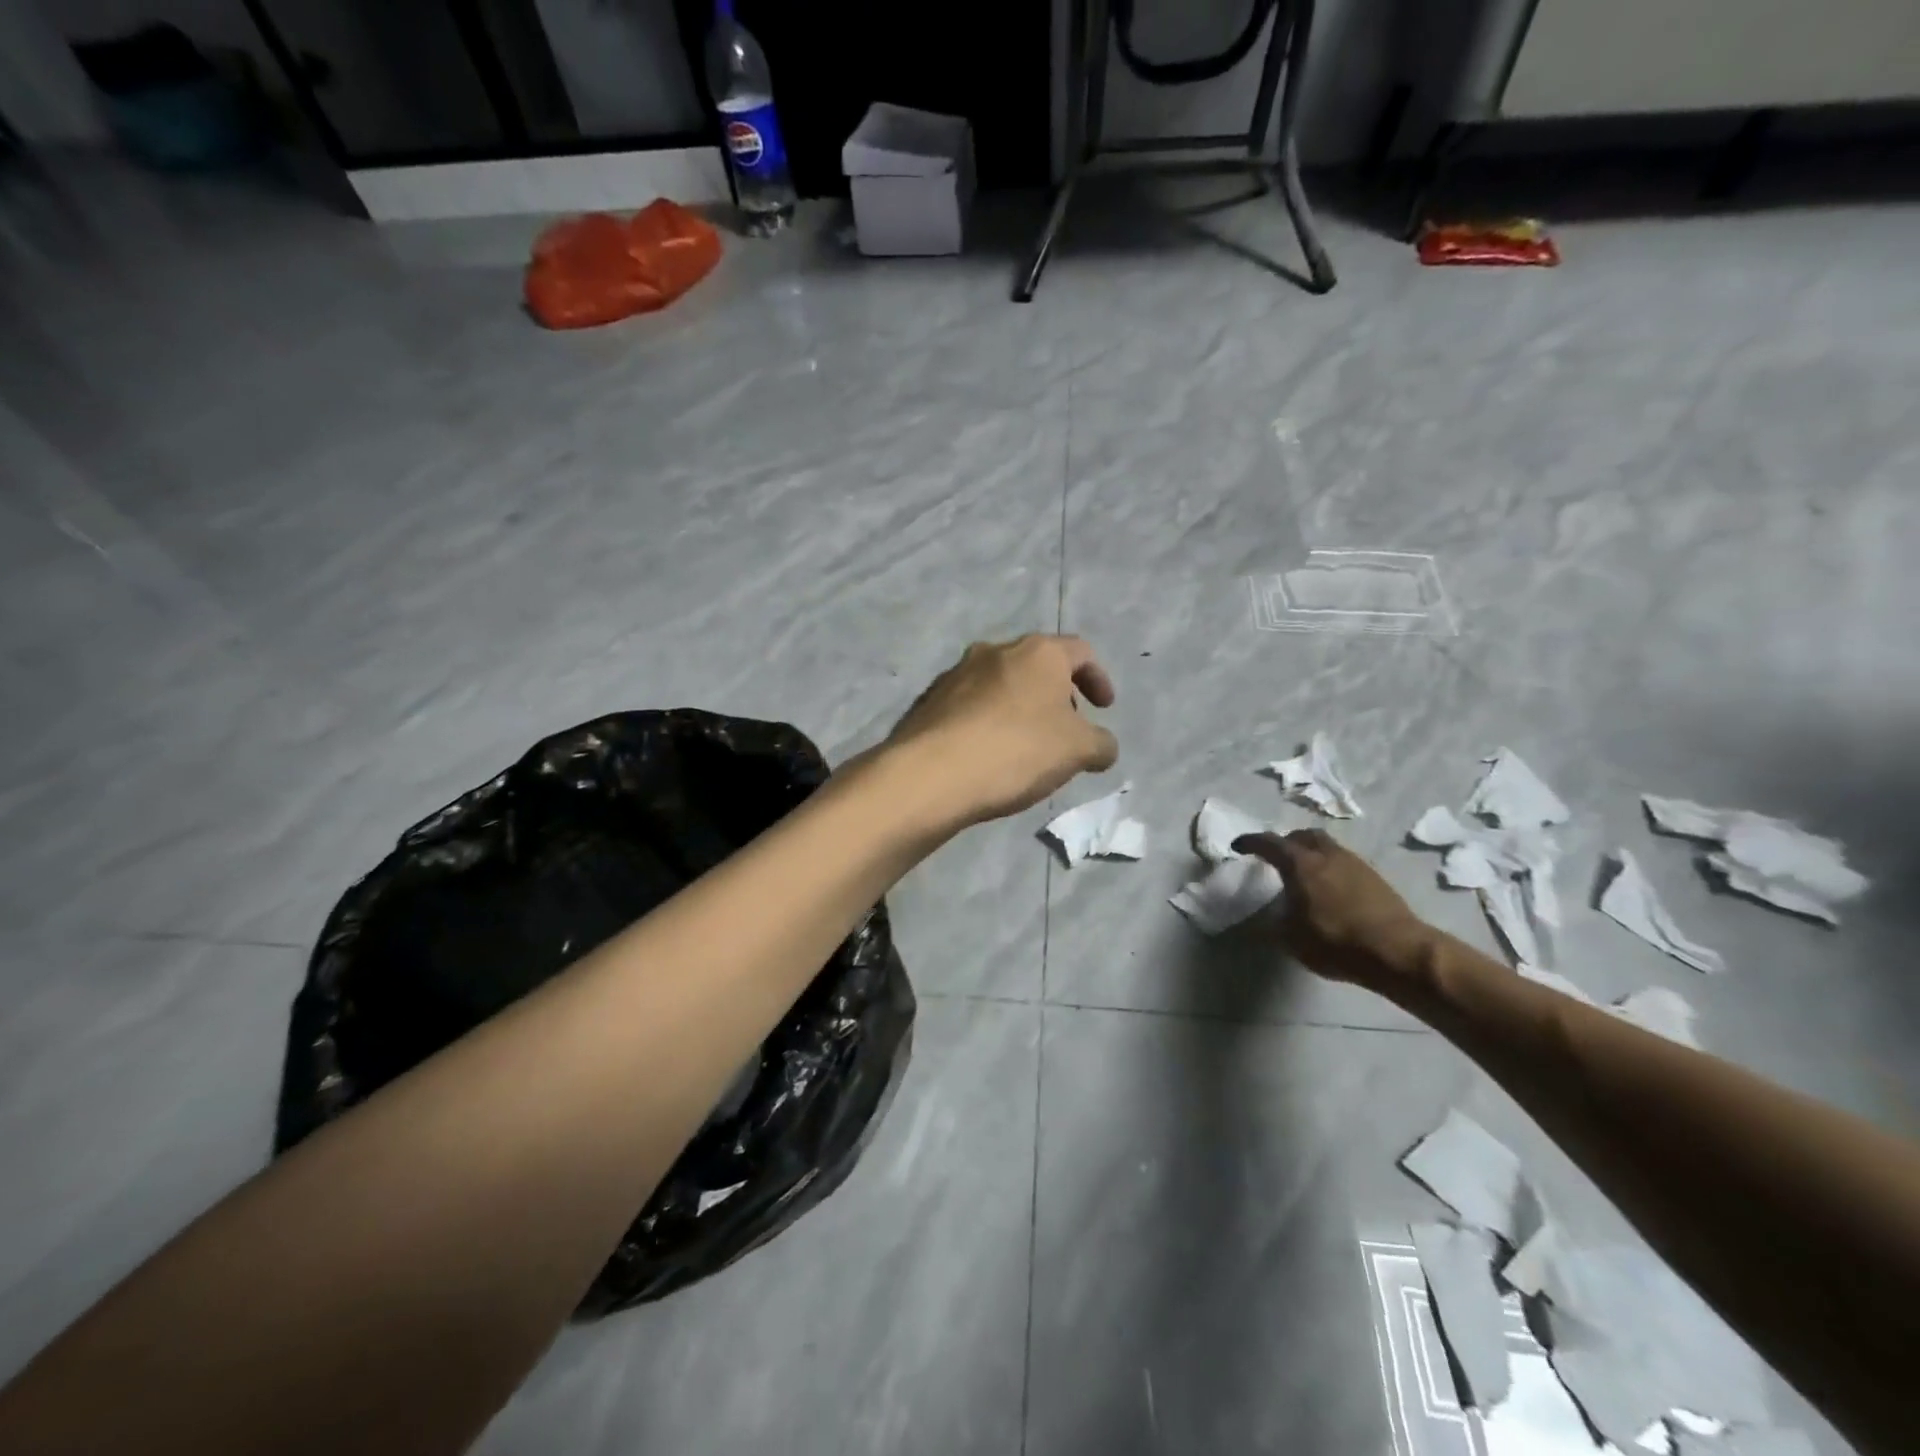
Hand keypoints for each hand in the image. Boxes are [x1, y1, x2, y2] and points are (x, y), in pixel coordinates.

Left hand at [886, 635, 1117, 828]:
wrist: (931, 773)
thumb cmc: (1016, 750)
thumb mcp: (1077, 751)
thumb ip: (1101, 743)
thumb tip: (1103, 746)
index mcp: (1038, 652)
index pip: (1080, 651)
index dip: (1098, 678)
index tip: (1104, 708)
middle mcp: (995, 650)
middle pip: (1037, 665)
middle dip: (1057, 693)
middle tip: (1065, 727)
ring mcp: (956, 673)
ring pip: (1001, 683)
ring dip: (1020, 706)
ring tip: (1026, 744)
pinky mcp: (930, 700)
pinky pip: (971, 705)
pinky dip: (988, 721)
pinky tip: (988, 753)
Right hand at [1234, 829, 1433, 988]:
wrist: (1398, 951)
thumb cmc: (1336, 942)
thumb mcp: (1290, 939)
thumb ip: (1270, 924)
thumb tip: (1256, 919)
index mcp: (1300, 864)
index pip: (1269, 843)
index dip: (1250, 842)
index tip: (1238, 846)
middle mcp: (1326, 855)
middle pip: (1303, 836)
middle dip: (1286, 842)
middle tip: (1276, 856)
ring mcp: (1354, 863)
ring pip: (1326, 846)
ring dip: (1311, 853)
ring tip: (1304, 873)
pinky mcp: (1374, 877)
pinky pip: (1344, 861)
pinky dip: (1330, 866)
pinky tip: (1329, 888)